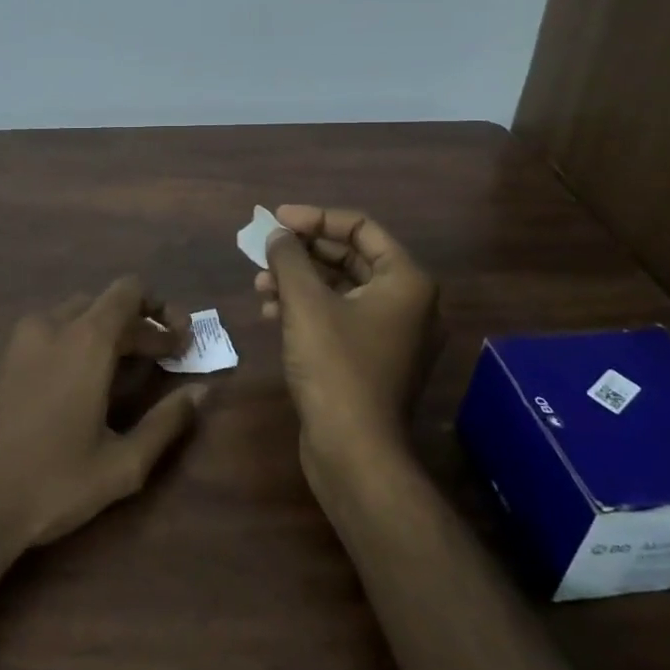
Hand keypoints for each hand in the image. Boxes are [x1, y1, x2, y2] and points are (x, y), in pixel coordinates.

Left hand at [0, 276, 205, 557]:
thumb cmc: (51, 484)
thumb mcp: (122, 464)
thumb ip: (167, 422)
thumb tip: (202, 391)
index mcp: (84, 340)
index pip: (129, 291)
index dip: (161, 308)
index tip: (179, 342)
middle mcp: (50, 325)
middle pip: (103, 304)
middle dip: (137, 326)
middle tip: (161, 360)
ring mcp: (17, 340)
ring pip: (72, 316)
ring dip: (103, 334)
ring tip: (121, 375)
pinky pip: (45, 334)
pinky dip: (71, 344)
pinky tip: (76, 388)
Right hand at [256, 205, 439, 469]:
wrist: (354, 452)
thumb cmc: (335, 366)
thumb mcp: (305, 303)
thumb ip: (290, 259)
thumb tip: (278, 234)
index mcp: (406, 281)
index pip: (361, 227)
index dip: (315, 217)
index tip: (276, 220)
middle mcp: (409, 303)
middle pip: (351, 257)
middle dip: (303, 253)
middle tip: (264, 251)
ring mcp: (393, 335)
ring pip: (342, 289)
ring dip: (299, 281)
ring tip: (260, 285)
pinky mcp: (374, 360)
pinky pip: (340, 317)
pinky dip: (308, 309)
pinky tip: (272, 313)